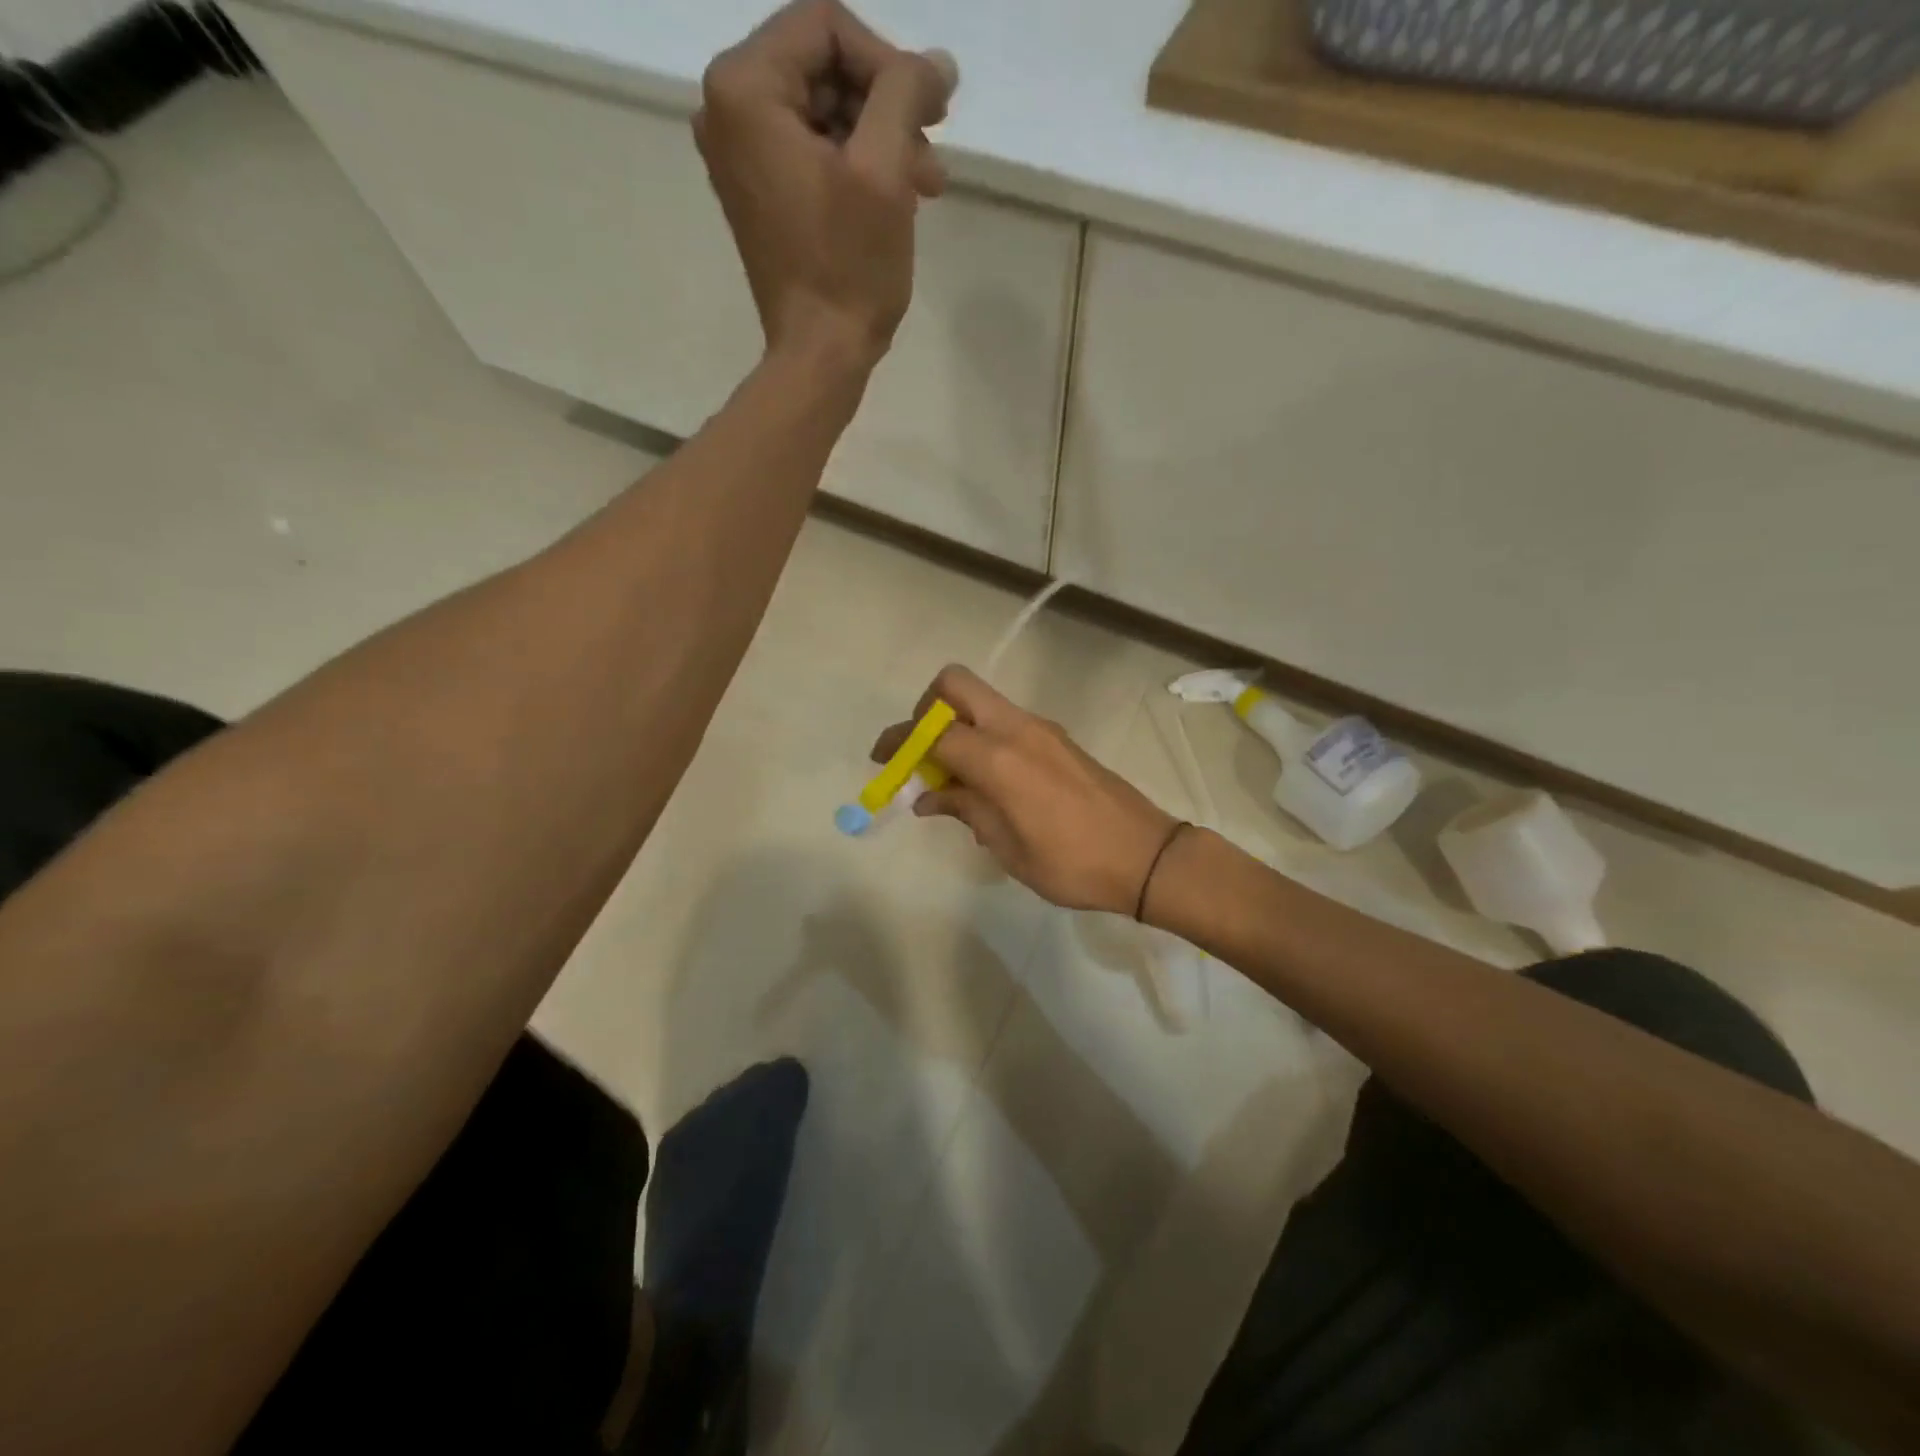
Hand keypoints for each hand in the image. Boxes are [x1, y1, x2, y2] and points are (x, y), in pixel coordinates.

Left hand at [696, 1, 957, 369]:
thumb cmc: (848, 268)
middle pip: (823, 67)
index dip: (888, 62)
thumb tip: (937, 62)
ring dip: (879, 138)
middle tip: (932, 150)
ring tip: (924, 183)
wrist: (819, 355)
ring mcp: (739, 155)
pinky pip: (811, 150)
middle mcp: (726, 109)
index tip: (929, 114)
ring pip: (822, 111)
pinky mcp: (758, 193)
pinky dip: (854, 164)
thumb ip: (906, 91)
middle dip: (885, 105)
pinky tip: (896, 195)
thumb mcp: (884, 169)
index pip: (826, 27)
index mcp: (744, 88)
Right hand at [871, 665, 1180, 916]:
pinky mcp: (1057, 738)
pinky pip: (1005, 721)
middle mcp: (1017, 729)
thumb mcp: (1009, 848)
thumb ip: (966, 811)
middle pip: (956, 684)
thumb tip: (929, 797)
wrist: (1147, 856)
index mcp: (999, 758)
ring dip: (955, 724)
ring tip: (951, 778)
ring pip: (981, 699)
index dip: (900, 741)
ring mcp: (1041, 729)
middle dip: (926, 709)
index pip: (933, 731)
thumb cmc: (1073, 863)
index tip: (882, 759)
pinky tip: (986, 783)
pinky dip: (981, 736)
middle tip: (921, 752)